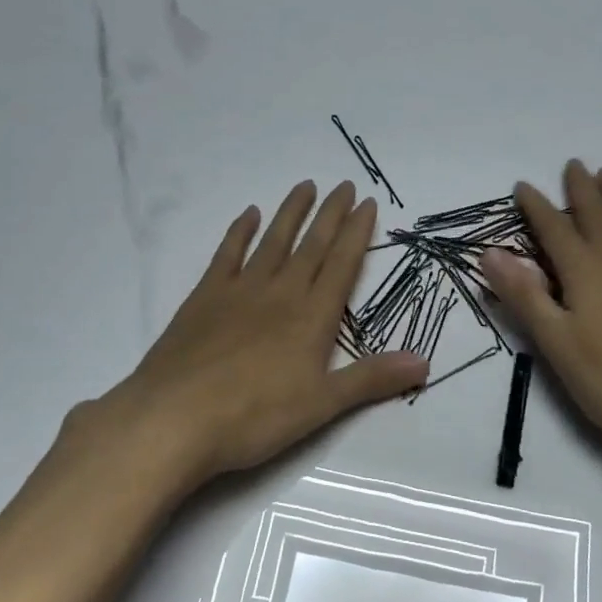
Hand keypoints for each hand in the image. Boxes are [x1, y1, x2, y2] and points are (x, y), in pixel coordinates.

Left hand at [87, 180, 427, 487]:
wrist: (176, 417)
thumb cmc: (255, 416)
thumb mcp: (322, 405)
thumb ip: (372, 379)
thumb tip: (425, 361)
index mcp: (311, 317)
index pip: (342, 265)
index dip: (357, 233)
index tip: (367, 203)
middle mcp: (280, 293)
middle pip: (312, 245)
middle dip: (331, 214)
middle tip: (344, 184)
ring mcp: (240, 291)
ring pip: (273, 241)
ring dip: (291, 212)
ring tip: (305, 185)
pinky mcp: (204, 298)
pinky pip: (227, 255)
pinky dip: (240, 232)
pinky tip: (249, 214)